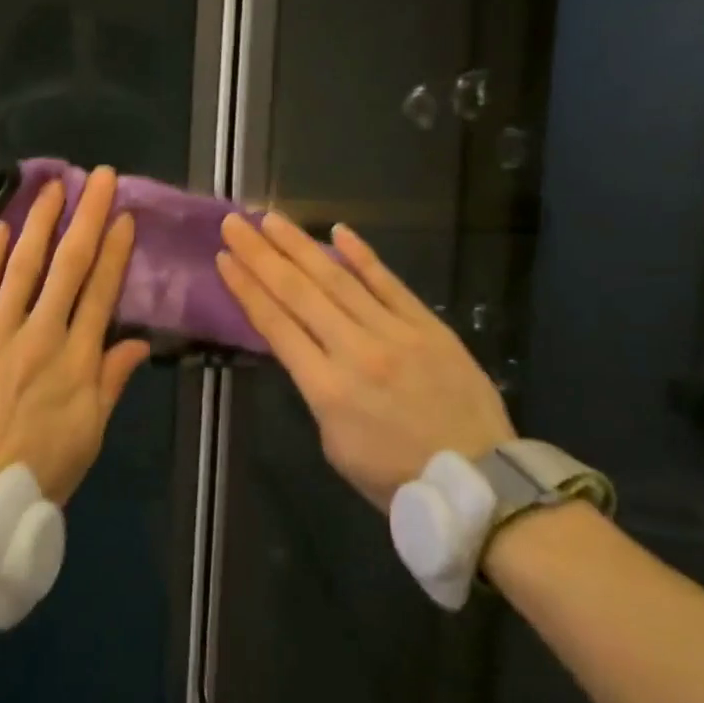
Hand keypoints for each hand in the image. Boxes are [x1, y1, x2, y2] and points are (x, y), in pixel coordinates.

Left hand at [0, 166, 151, 503]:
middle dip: (87, 217)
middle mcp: (42, 334)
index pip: (101, 292)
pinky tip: (3, 227)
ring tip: (53, 187)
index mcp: (78, 359)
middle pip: (69, 265)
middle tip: (100, 178)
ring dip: (41, 222)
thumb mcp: (89, 434)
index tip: (124, 217)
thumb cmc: (38, 468)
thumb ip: (111, 382)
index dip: (115, 251)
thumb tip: (137, 342)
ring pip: (24, 265)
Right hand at [216, 213, 512, 509]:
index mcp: (326, 388)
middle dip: (261, 255)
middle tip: (234, 224)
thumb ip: (316, 392)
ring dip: (301, 245)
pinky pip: (390, 284)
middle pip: (298, 292)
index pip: (275, 325)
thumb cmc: (396, 477)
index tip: (224, 259)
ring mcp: (394, 333)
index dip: (246, 288)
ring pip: (338, 280)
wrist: (479, 483)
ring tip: (272, 219)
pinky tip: (340, 231)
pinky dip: (363, 257)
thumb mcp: (335, 445)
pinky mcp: (428, 326)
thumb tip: (308, 352)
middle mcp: (355, 351)